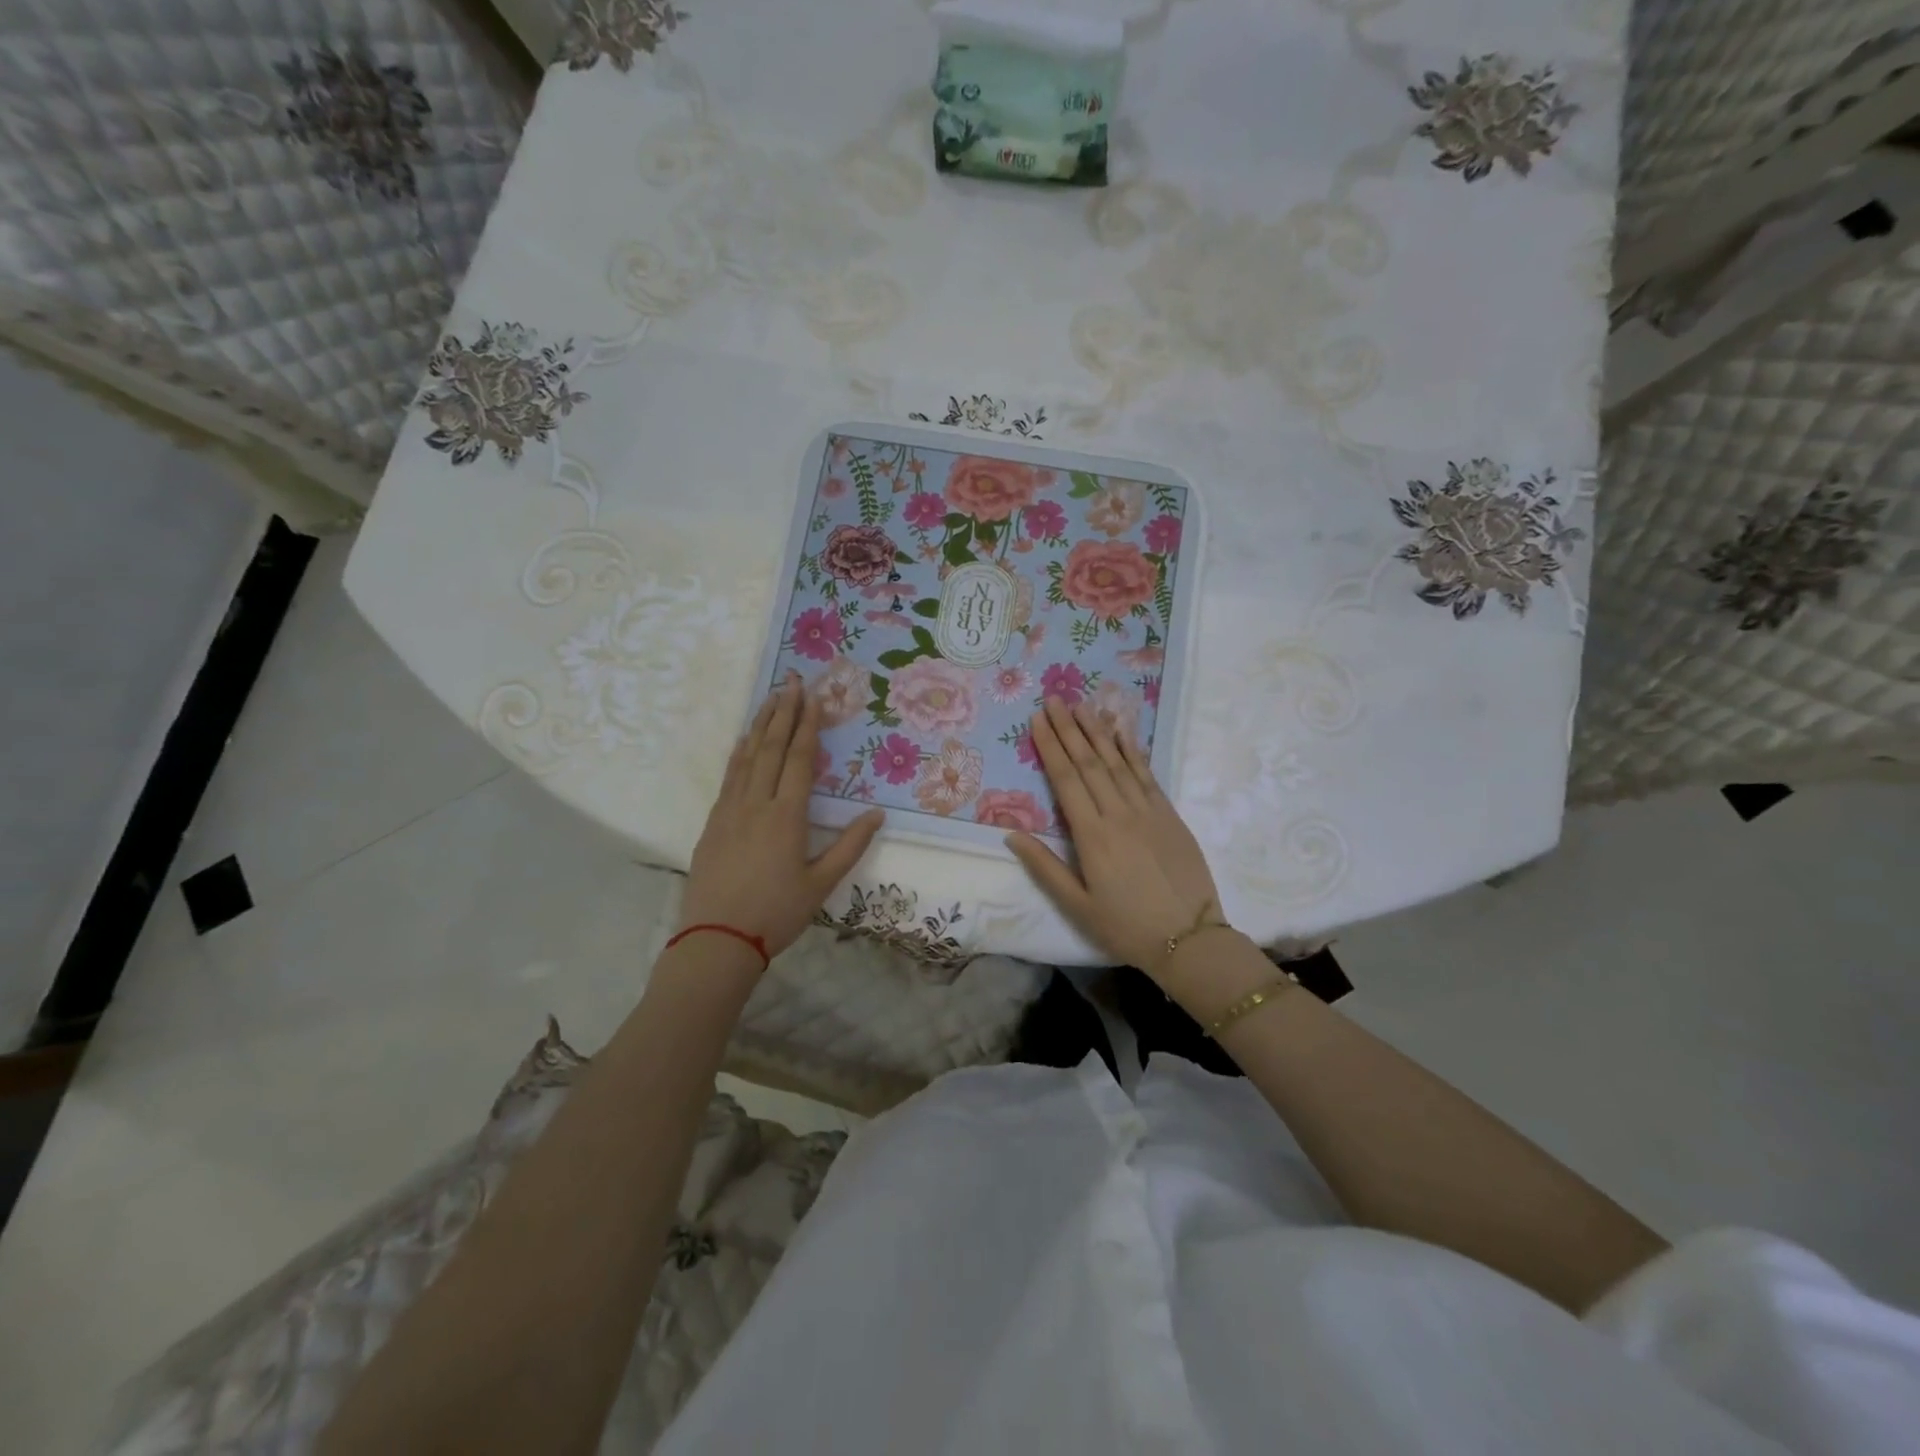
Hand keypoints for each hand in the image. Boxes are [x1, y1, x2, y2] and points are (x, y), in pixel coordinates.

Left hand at [679, 673, 884, 958]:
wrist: (716, 939)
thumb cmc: (776, 913)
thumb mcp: (821, 884)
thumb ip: (850, 845)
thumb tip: (877, 814)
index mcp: (787, 816)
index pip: (800, 759)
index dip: (808, 726)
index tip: (813, 697)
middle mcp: (757, 803)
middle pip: (771, 748)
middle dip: (784, 712)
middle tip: (791, 681)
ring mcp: (730, 810)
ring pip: (746, 757)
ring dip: (760, 725)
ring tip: (770, 699)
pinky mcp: (713, 822)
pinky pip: (729, 776)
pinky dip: (738, 753)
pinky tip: (743, 741)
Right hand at [1006, 697, 1221, 978]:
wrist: (1190, 939)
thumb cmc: (1126, 927)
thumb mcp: (1077, 906)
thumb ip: (1044, 867)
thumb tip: (1011, 834)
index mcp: (1092, 836)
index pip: (1066, 780)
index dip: (1050, 747)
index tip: (1038, 719)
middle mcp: (1119, 814)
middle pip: (1089, 763)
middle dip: (1069, 729)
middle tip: (1054, 699)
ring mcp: (1148, 811)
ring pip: (1118, 762)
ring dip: (1098, 732)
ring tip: (1082, 705)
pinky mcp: (1169, 815)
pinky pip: (1147, 775)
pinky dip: (1133, 751)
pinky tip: (1122, 733)